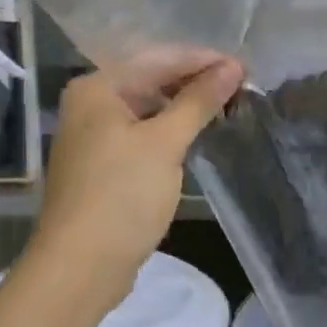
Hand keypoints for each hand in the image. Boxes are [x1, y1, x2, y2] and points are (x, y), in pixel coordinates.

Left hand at [28, 55, 243, 310]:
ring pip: (149, 109)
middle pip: (152, 80)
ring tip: (228, 107)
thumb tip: (233, 67)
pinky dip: (171, 132)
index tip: (246, 67)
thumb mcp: (165, 143)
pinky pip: (144, 134)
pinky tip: (198, 134)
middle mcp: (91, 104)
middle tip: (242, 87)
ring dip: (186, 108)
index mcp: (97, 87)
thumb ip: (199, 101)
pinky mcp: (104, 164)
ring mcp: (95, 136)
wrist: (80, 267)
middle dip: (196, 83)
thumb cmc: (121, 195)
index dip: (204, 60)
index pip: (159, 59)